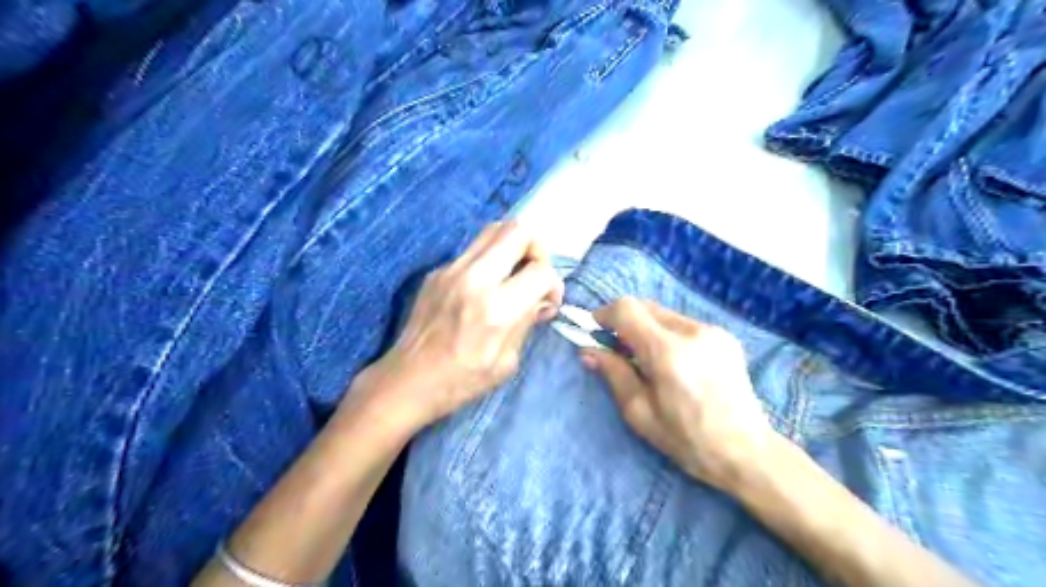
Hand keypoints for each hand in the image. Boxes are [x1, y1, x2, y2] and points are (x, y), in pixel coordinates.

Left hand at [365, 220, 569, 429]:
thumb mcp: (507, 362)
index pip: (540, 271)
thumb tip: (543, 299)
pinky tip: (484, 286)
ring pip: (494, 229)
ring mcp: (451, 269)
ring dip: (513, 245)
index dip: (553, 284)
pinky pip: (473, 249)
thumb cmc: (462, 381)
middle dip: (537, 247)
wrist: (408, 380)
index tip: (547, 301)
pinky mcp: (437, 271)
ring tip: (513, 272)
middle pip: (518, 230)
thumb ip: (527, 322)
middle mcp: (475, 278)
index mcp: (497, 309)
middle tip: (534, 272)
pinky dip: (490, 258)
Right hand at [580, 298, 775, 489]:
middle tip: (616, 348)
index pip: (627, 309)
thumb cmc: (688, 440)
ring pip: (664, 314)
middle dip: (624, 321)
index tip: (594, 330)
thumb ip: (614, 374)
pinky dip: (668, 334)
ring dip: (646, 328)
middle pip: (645, 306)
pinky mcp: (725, 337)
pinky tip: (674, 362)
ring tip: (647, 359)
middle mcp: (693, 332)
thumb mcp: (640, 413)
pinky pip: (684, 324)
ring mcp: (713, 332)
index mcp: (668, 353)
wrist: (748, 452)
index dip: (604, 314)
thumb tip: (588, 350)